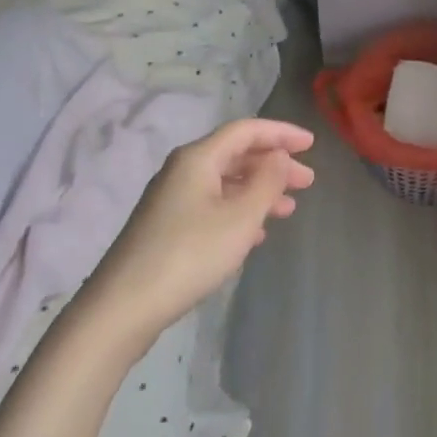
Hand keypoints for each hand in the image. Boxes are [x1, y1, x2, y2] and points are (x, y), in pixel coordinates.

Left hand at [77, 118, 314, 351]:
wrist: (124, 306)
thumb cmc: (189, 254)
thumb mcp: (240, 218)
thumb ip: (267, 182)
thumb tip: (279, 156)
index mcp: (198, 158)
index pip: (246, 131)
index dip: (281, 133)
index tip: (312, 144)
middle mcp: (182, 171)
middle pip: (236, 155)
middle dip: (274, 165)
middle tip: (307, 182)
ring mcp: (172, 199)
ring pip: (225, 183)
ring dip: (259, 191)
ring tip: (288, 210)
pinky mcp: (167, 227)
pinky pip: (213, 206)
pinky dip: (239, 211)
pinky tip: (255, 235)